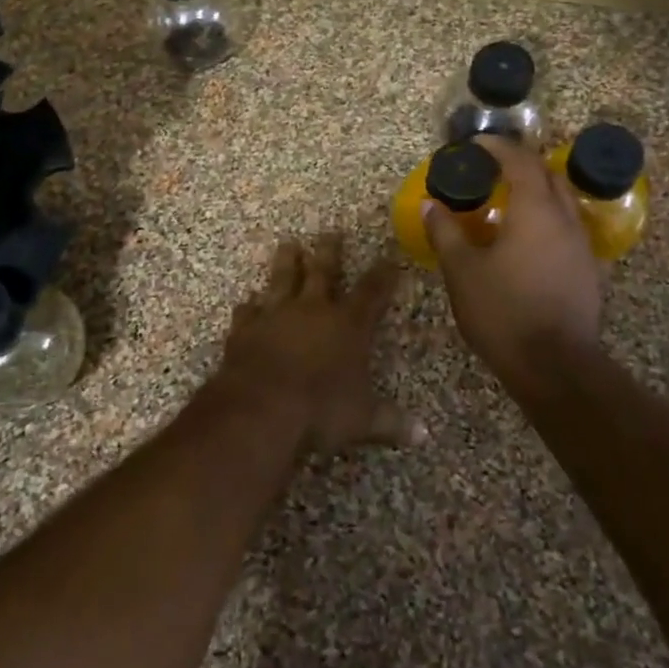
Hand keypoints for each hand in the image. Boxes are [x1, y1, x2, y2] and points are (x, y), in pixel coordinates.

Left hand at [211, 234, 419, 452]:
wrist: (260, 408)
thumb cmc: (320, 411)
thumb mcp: (362, 420)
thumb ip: (390, 421)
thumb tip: (423, 435)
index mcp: (348, 325)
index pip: (372, 292)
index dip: (383, 274)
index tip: (389, 257)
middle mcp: (312, 310)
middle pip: (324, 271)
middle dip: (330, 251)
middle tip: (331, 231)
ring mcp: (275, 315)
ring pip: (283, 279)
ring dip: (286, 262)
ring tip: (289, 244)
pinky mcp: (245, 328)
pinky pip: (248, 311)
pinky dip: (248, 306)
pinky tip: (247, 302)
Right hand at [424, 135, 602, 385]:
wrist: (555, 366)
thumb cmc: (503, 311)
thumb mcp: (462, 271)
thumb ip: (445, 232)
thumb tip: (430, 205)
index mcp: (535, 210)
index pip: (520, 161)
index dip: (498, 147)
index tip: (476, 145)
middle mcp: (565, 219)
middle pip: (547, 176)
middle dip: (521, 164)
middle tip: (491, 168)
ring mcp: (582, 245)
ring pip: (562, 202)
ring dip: (536, 191)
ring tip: (507, 201)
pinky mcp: (588, 270)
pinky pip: (567, 227)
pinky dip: (546, 218)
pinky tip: (526, 239)